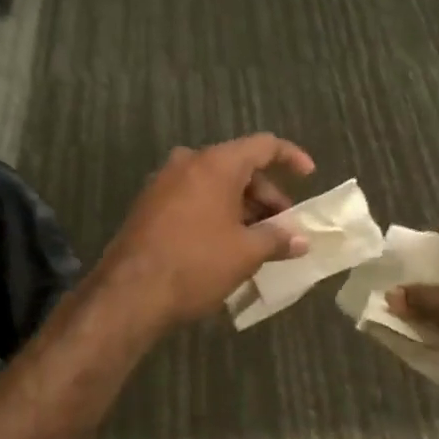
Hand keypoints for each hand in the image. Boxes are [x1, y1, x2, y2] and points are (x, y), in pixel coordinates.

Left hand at [94, 134, 315, 329]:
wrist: (129, 292)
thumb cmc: (196, 263)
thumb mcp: (245, 253)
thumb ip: (277, 239)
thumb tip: (301, 239)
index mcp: (215, 163)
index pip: (263, 145)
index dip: (290, 156)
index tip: (309, 175)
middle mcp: (188, 162)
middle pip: (238, 167)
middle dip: (266, 195)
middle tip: (283, 226)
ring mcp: (164, 182)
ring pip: (214, 184)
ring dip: (241, 207)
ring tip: (258, 241)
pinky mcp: (149, 204)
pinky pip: (193, 198)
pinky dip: (215, 212)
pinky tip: (226, 244)